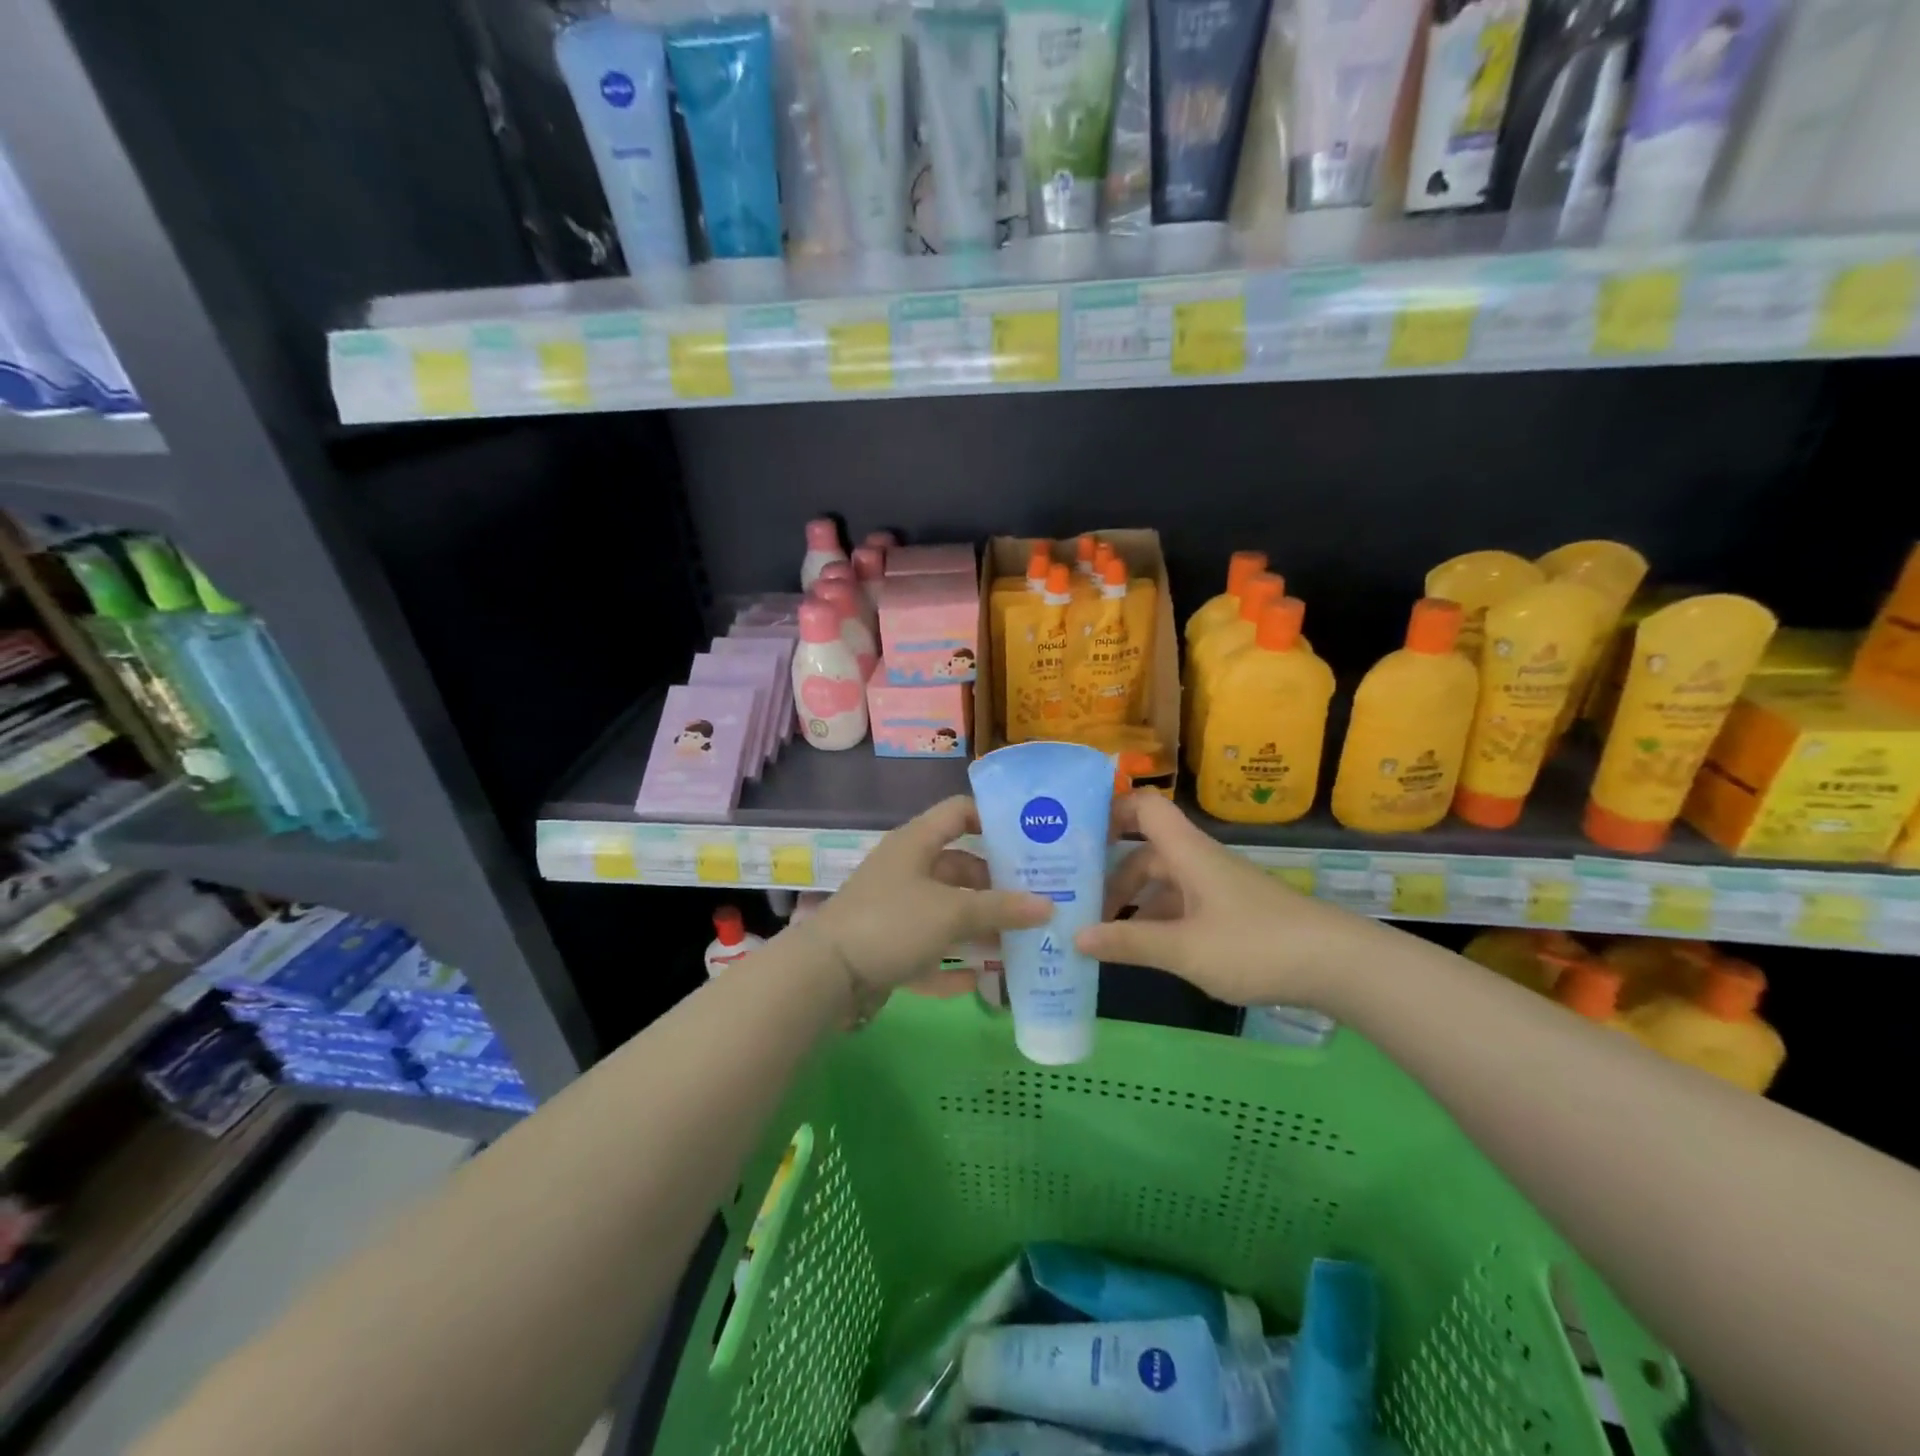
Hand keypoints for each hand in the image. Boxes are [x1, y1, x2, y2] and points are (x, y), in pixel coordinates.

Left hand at [801, 795, 1050, 998]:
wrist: (826, 974)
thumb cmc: (892, 923)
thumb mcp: (951, 911)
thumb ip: (1000, 908)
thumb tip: (1048, 906)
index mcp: (916, 843)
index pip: (959, 812)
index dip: (993, 818)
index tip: (1030, 837)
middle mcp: (906, 869)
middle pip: (960, 867)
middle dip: (997, 884)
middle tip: (1039, 897)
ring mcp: (896, 909)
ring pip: (947, 910)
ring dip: (980, 925)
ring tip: (1022, 940)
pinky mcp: (888, 946)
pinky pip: (930, 949)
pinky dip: (954, 962)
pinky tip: (983, 979)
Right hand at [1074, 793, 1376, 1006]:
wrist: (1340, 966)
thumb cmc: (1256, 945)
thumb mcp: (1185, 949)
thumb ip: (1129, 942)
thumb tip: (1074, 936)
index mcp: (1186, 852)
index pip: (1143, 807)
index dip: (1109, 809)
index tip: (1074, 833)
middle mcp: (1199, 861)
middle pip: (1145, 852)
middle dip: (1109, 875)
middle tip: (1076, 902)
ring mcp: (1218, 888)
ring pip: (1163, 883)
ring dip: (1133, 903)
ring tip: (1102, 934)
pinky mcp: (1233, 913)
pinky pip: (1182, 907)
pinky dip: (1158, 921)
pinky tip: (1145, 950)